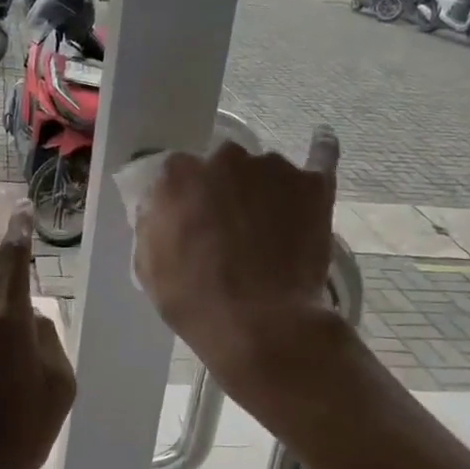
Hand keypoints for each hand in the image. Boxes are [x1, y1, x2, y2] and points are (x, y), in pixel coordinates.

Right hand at [133, 127, 340, 373]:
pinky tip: (321, 142)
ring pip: (263, 169)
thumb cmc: (196, 301)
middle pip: (221, 165)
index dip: (185, 198)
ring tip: (270, 229)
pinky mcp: (313, 182)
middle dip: (223, 190)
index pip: (177, 173)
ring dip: (263, 189)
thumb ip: (152, 222)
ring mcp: (272, 167)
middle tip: (229, 229)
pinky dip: (320, 150)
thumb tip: (161, 206)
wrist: (263, 326)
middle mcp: (224, 158)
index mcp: (177, 175)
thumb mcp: (148, 266)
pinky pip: (320, 156)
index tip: (190, 221)